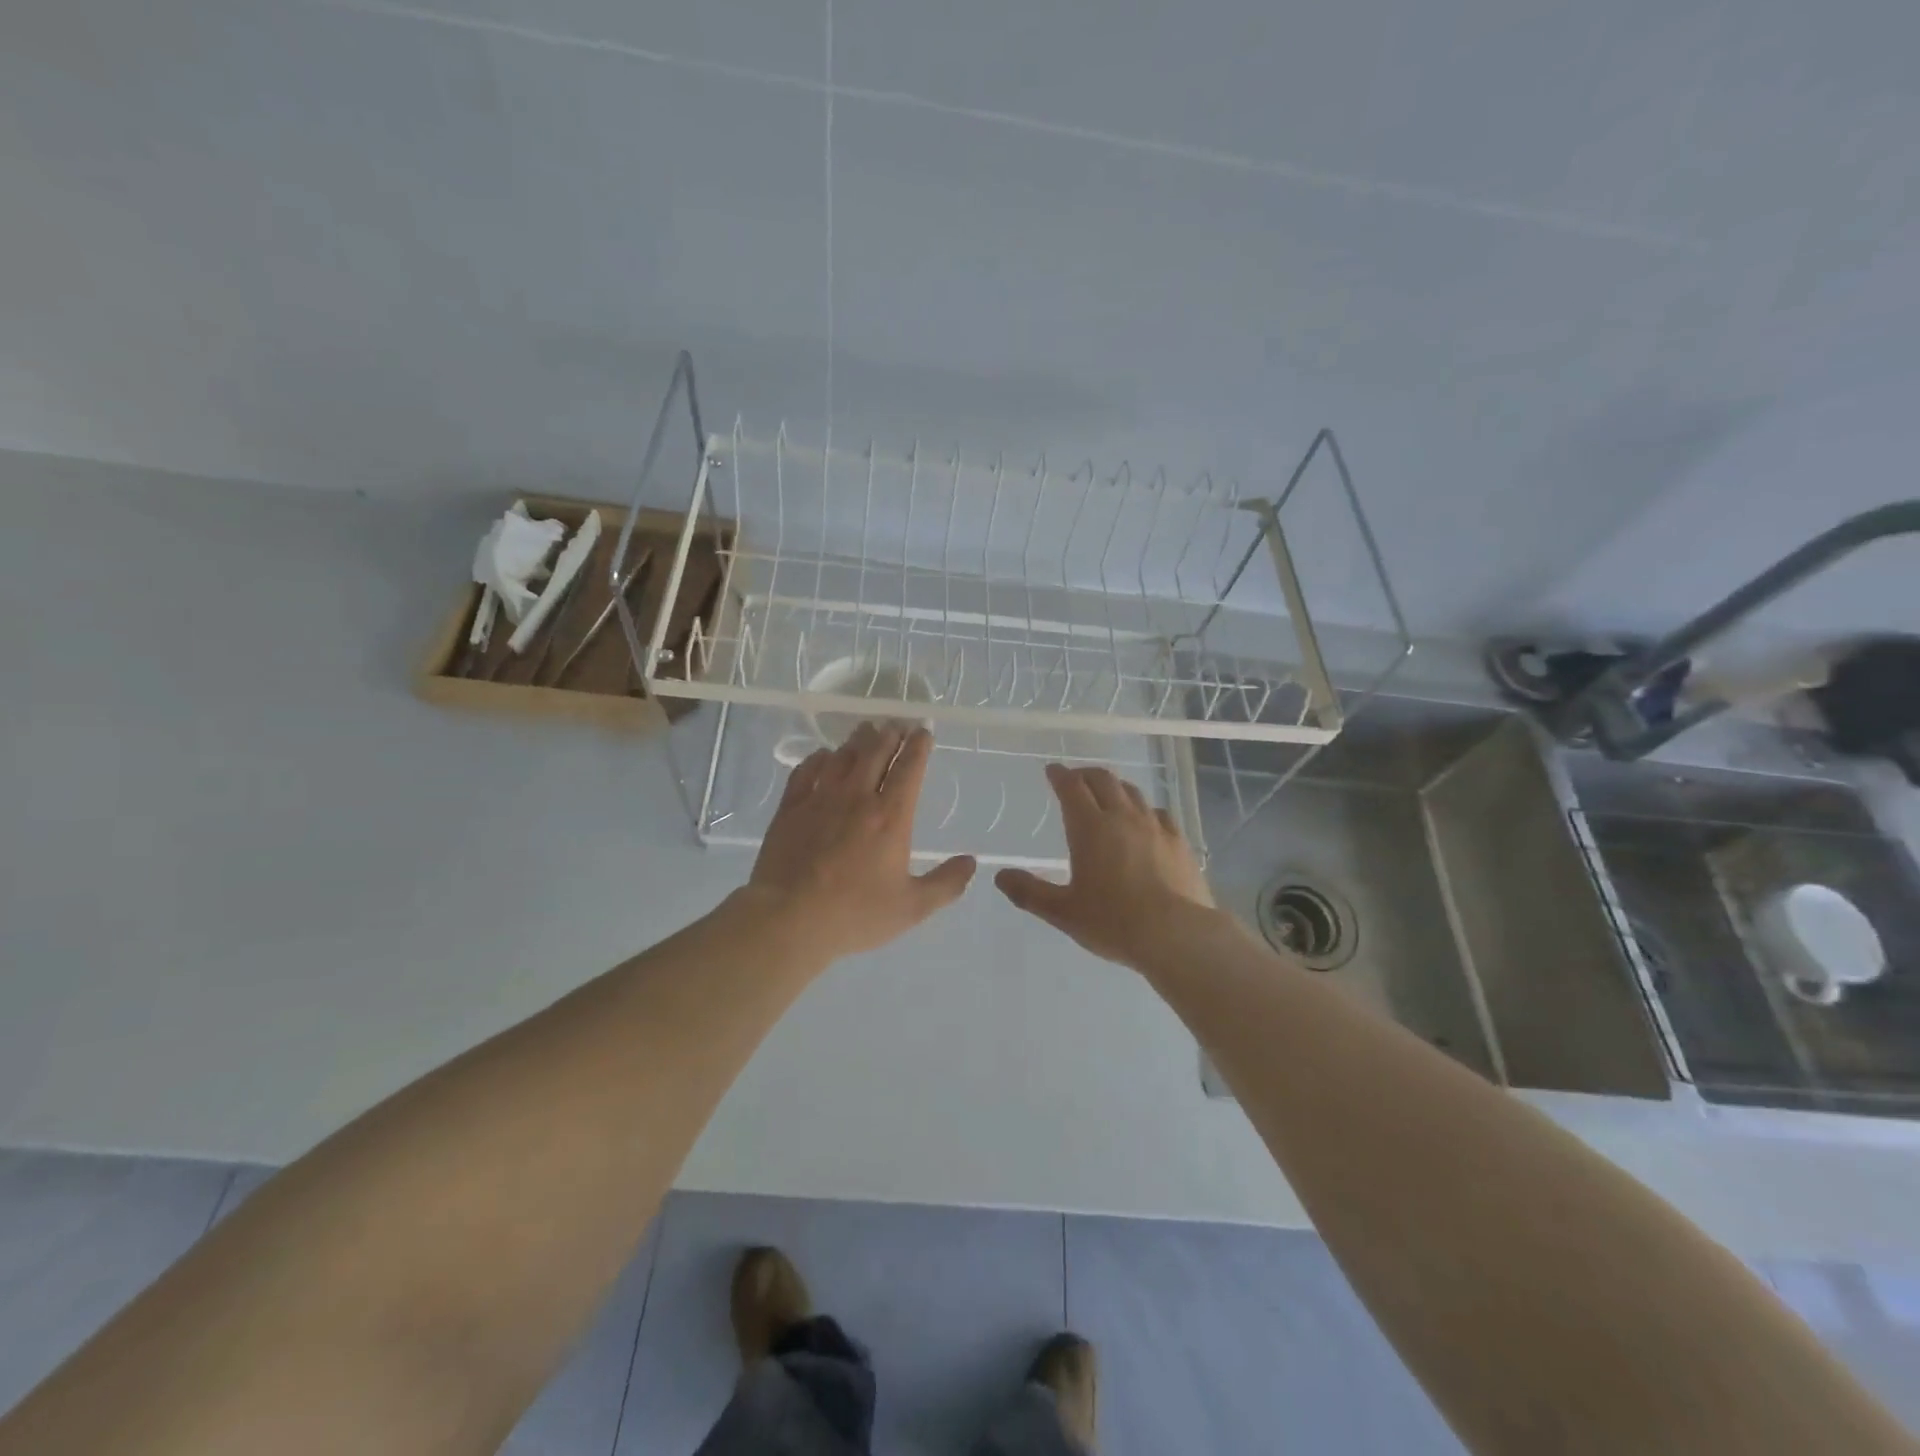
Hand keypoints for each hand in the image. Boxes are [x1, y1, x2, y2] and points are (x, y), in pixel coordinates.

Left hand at [746, 723, 975, 960]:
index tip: (923, 732)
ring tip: (866, 731)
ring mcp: (820, 799)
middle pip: (876, 753)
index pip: (909, 769)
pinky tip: (822, 756)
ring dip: (858, 741)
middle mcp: (857, 798)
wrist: (789, 919)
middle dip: (890, 735)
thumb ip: (946, 884)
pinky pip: (806, 771)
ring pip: (842, 757)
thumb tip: (971, 862)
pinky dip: (818, 758)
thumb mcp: (912, 908)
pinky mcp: (791, 808)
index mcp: (891, 817)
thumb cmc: (855, 914)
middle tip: (896, 725)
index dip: (919, 746)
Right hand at [995, 764, 1214, 966]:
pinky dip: (1145, 809)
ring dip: (1115, 787)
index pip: (1072, 787)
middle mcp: (1122, 817)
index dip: (1060, 775)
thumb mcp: (1063, 912)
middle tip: (1076, 778)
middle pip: (1103, 780)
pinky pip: (1159, 813)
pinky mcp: (1179, 842)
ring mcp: (1155, 827)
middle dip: (1086, 774)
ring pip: (1132, 792)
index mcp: (1090, 828)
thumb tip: (1001, 877)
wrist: (1176, 934)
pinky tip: (1146, 820)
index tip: (1052, 770)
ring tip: (1108, 794)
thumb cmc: (1113, 922)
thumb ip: (1029, 892)